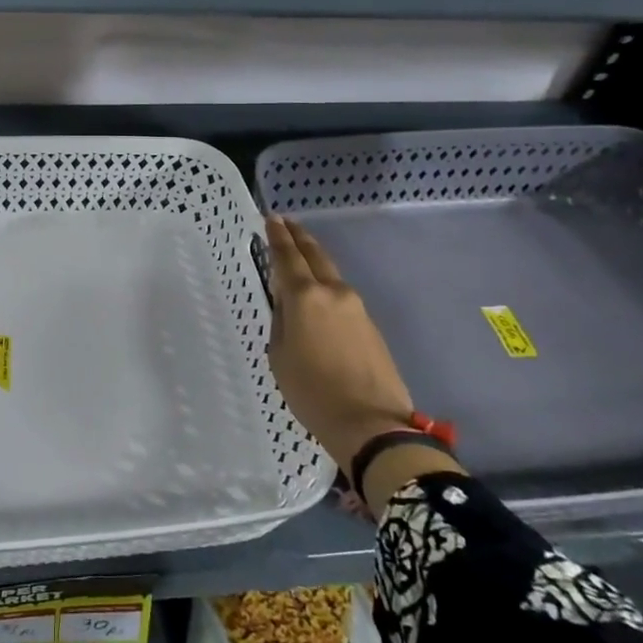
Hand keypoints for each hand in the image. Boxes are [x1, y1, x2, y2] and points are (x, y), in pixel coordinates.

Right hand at [265, 216, 414, 470]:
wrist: (372, 424)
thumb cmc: (313, 392)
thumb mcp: (280, 356)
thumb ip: (281, 321)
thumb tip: (287, 304)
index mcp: (305, 297)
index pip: (287, 257)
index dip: (277, 236)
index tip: (271, 218)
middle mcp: (333, 292)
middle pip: (315, 255)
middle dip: (299, 237)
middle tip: (286, 223)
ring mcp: (356, 307)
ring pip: (331, 273)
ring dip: (314, 260)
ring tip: (300, 256)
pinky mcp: (370, 325)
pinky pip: (342, 296)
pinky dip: (326, 285)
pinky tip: (318, 295)